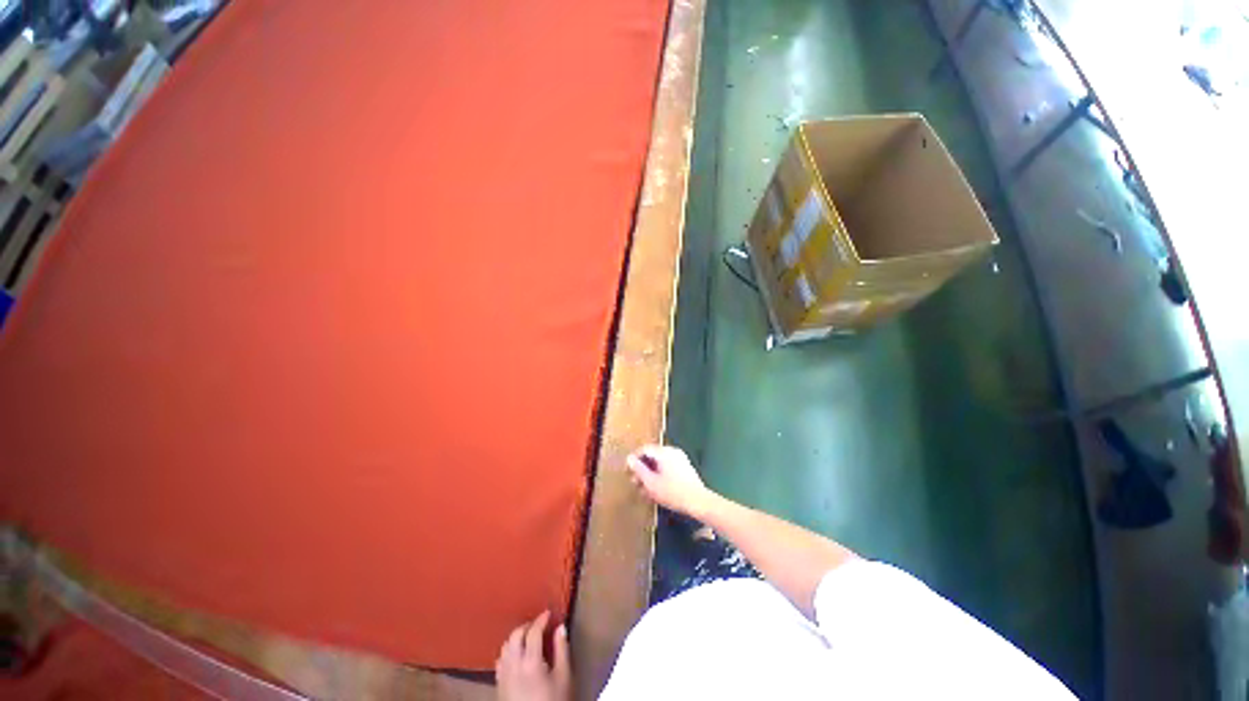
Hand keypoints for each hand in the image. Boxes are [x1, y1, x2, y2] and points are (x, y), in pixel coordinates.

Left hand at [496, 611, 570, 700]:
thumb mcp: (564, 677)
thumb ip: (562, 650)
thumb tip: (560, 627)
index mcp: (530, 662)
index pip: (533, 632)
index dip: (541, 619)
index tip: (549, 613)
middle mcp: (513, 665)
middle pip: (516, 635)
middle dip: (527, 625)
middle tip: (539, 624)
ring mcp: (503, 675)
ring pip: (505, 646)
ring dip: (516, 636)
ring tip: (528, 636)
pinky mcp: (499, 685)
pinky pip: (500, 660)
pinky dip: (508, 650)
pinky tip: (516, 654)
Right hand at [627, 444, 714, 517]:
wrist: (699, 502)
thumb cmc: (672, 492)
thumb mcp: (651, 483)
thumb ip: (638, 469)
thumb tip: (629, 458)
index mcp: (664, 452)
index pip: (645, 449)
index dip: (634, 459)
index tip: (628, 471)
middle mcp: (672, 451)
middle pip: (653, 456)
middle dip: (642, 468)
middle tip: (635, 482)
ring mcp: (680, 459)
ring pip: (660, 463)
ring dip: (650, 474)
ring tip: (644, 489)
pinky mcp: (685, 468)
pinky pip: (668, 467)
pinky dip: (660, 475)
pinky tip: (656, 489)